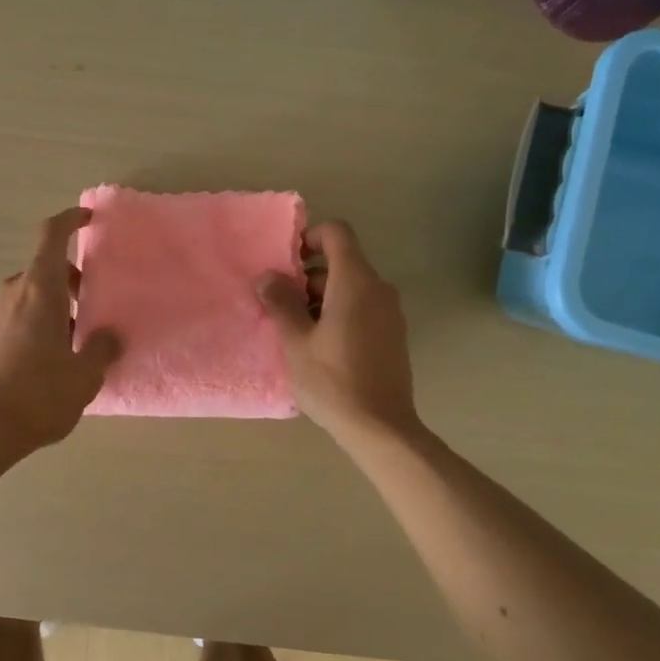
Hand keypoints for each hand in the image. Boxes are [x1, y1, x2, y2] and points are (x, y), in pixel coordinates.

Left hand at [0, 207, 121, 453]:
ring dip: (52, 304)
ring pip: (29, 293)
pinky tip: (47, 356)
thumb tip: (110, 335)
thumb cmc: (39, 394)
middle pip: (44, 268)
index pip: (52, 235)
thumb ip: (102, 348)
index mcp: (39, 289)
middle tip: (92, 308)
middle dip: (70, 281)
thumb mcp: (84, 375)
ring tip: (72, 339)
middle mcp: (11, 291)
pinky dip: (34, 319)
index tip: (89, 219)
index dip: (70, 220)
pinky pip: (14, 313)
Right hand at [256, 220, 419, 444]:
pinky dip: (339, 313)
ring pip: (351, 287)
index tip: (286, 264)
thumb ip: (281, 302)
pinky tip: (318, 346)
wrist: (380, 427)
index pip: (337, 233)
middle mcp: (378, 289)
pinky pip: (362, 308)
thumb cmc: (332, 380)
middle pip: (342, 262)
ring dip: (321, 297)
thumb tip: (267, 276)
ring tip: (294, 329)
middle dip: (308, 276)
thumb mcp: (296, 341)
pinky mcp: (392, 335)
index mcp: (355, 282)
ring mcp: (390, 313)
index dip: (309, 238)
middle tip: (280, 304)